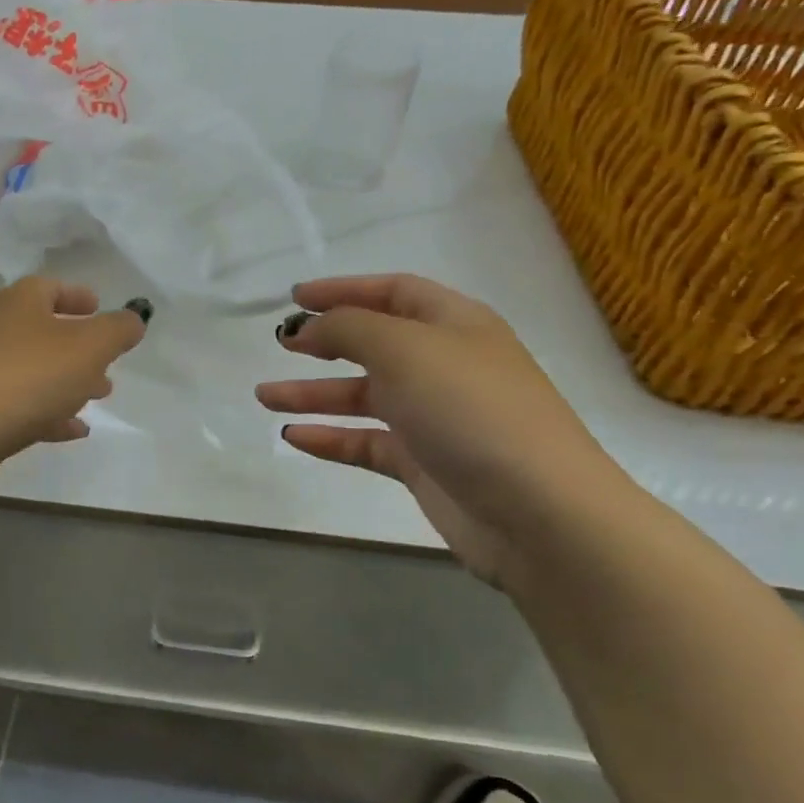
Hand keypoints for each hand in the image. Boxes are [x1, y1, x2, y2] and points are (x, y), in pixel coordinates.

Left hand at [0, 277, 147, 474]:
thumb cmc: (31, 375)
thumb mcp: (90, 346)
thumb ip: (118, 330)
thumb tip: (134, 319)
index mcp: (20, 302)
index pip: (51, 287)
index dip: (78, 296)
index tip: (99, 308)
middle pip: (44, 331)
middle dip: (80, 347)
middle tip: (107, 363)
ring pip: (36, 370)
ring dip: (68, 381)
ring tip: (98, 396)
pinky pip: (23, 405)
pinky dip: (50, 413)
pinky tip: (74, 430)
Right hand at [256, 274, 630, 587]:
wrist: (538, 513)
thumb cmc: (470, 410)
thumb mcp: (404, 349)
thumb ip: (348, 328)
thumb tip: (308, 327)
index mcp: (454, 324)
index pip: (393, 291)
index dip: (343, 289)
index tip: (294, 299)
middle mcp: (445, 365)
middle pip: (375, 343)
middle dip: (326, 341)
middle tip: (280, 345)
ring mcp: (435, 417)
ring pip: (363, 396)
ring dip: (314, 393)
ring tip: (265, 396)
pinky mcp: (425, 464)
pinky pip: (366, 442)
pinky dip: (330, 437)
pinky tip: (294, 437)